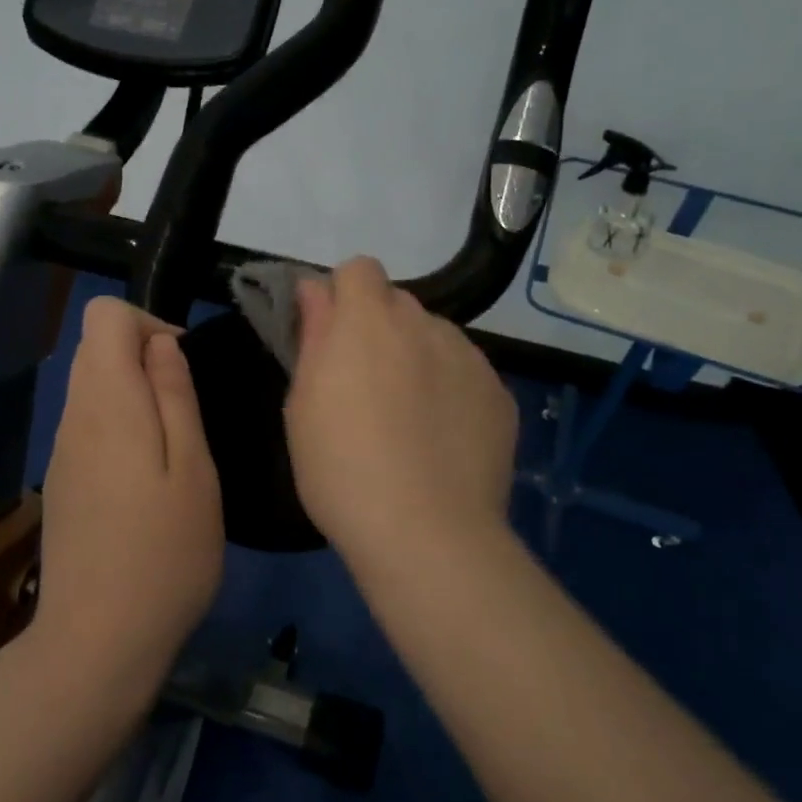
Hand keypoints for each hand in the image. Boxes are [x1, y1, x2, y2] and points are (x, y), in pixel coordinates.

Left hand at [37, 297, 223, 690]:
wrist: (97, 640)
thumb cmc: (164, 553)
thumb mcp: (193, 469)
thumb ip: (176, 395)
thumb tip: (161, 342)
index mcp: (107, 402)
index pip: (105, 315)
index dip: (149, 323)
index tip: (183, 368)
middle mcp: (73, 415)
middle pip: (97, 348)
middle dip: (145, 359)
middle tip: (188, 415)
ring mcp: (61, 451)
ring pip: (93, 388)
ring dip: (136, 396)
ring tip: (175, 453)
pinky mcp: (61, 481)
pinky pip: (89, 426)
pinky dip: (121, 427)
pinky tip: (148, 482)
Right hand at [284, 257, 517, 563]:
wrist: (426, 532)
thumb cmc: (341, 469)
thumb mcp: (303, 404)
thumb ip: (313, 335)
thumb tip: (316, 290)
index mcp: (368, 321)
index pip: (359, 269)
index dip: (343, 296)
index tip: (332, 337)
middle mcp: (424, 324)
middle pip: (398, 303)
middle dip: (379, 328)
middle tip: (366, 385)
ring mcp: (469, 358)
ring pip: (435, 337)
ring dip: (417, 357)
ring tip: (410, 418)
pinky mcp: (499, 393)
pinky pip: (467, 373)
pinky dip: (451, 390)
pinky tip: (443, 439)